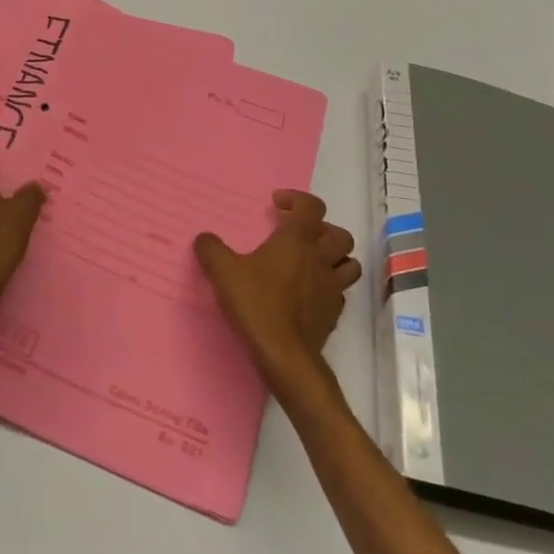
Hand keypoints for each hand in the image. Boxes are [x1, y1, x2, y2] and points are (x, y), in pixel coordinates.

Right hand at [194, 191, 360, 384]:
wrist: (285, 354)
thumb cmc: (257, 304)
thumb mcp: (223, 272)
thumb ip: (211, 249)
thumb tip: (204, 238)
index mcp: (297, 241)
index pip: (311, 207)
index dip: (297, 199)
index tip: (277, 203)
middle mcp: (320, 259)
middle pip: (339, 234)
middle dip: (321, 229)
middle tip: (297, 235)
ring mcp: (332, 288)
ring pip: (348, 263)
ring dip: (333, 257)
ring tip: (310, 262)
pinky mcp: (333, 313)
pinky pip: (339, 292)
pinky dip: (328, 286)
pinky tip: (308, 293)